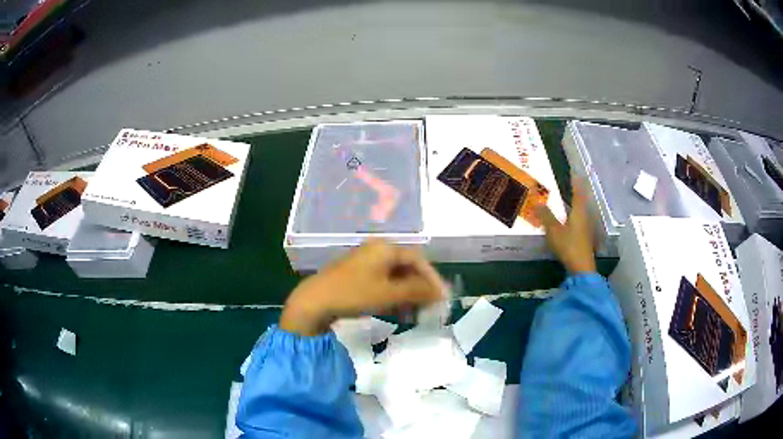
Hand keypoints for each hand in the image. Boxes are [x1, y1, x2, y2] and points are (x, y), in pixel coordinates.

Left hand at [280, 239, 445, 335]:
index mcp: (385, 248)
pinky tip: (397, 311)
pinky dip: (393, 296)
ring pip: (394, 277)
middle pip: (406, 268)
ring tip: (415, 313)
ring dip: (407, 294)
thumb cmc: (354, 294)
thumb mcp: (389, 294)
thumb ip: (417, 291)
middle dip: (419, 288)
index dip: (432, 278)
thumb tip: (441, 292)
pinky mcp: (356, 275)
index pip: (417, 260)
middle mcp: (376, 250)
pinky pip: (382, 283)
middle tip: (429, 307)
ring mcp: (364, 262)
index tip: (441, 297)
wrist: (315, 302)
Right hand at [534, 177, 596, 273]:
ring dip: (574, 206)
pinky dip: (573, 217)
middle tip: (568, 186)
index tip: (574, 172)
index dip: (576, 182)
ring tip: (566, 202)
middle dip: (575, 193)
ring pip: (580, 212)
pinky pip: (579, 222)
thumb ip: (546, 216)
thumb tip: (537, 202)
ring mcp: (586, 229)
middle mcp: (585, 217)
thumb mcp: (554, 230)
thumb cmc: (568, 245)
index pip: (578, 192)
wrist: (581, 267)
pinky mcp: (584, 239)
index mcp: (579, 212)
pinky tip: (567, 221)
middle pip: (581, 202)